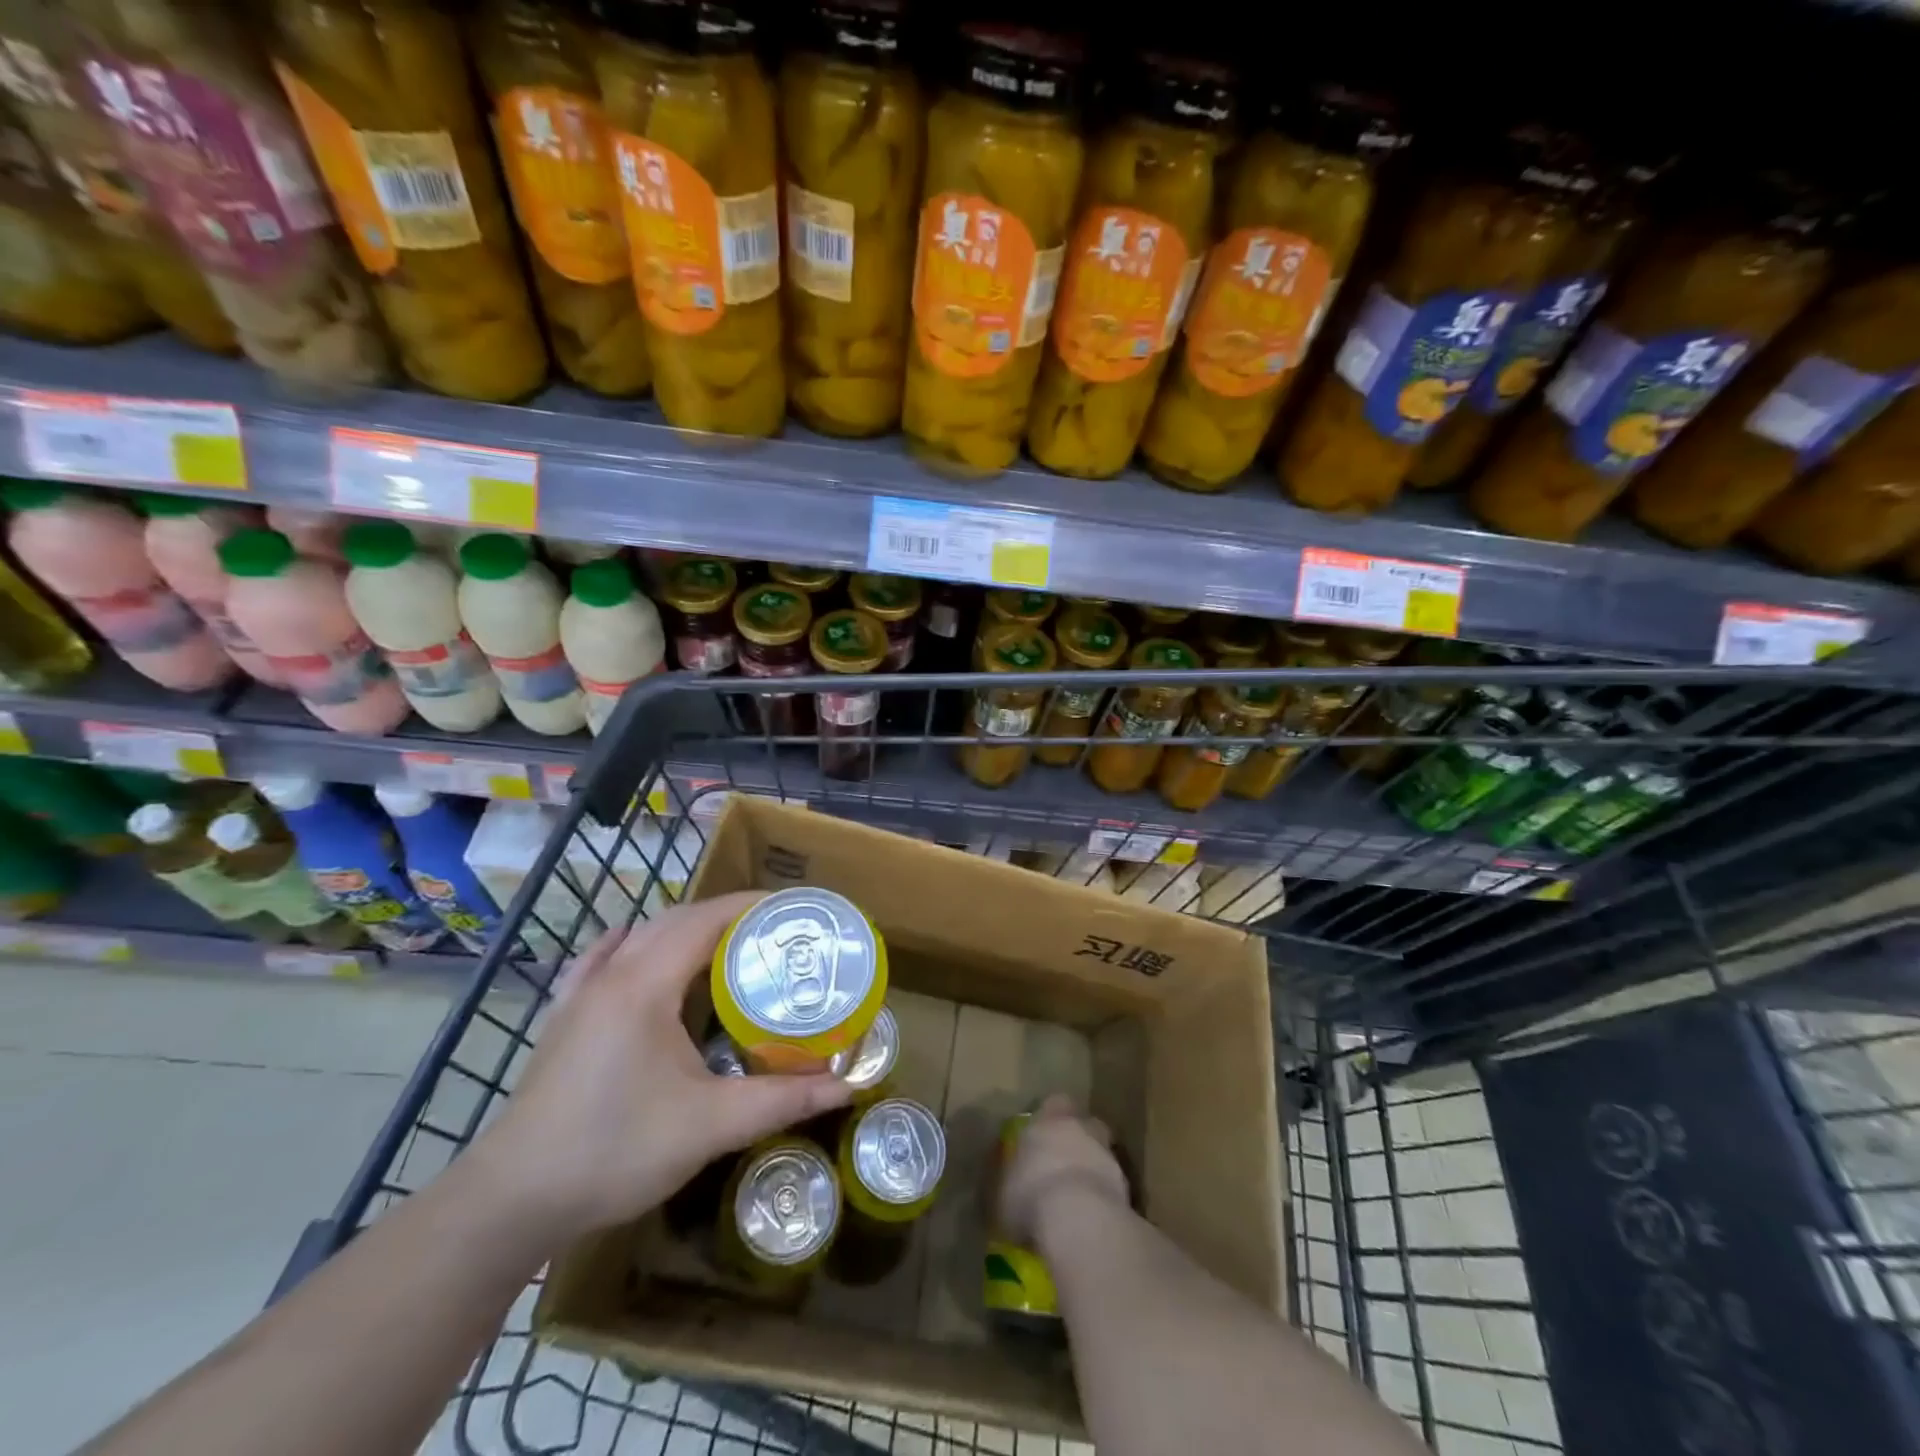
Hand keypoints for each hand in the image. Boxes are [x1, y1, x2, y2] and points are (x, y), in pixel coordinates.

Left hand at [467, 891, 851, 1244]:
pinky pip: (601, 960)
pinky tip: (633, 948)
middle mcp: (612, 975)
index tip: (794, 910)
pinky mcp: (563, 1019)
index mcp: (646, 984)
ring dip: (684, 929)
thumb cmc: (615, 1150)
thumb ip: (783, 1099)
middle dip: (726, 915)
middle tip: (773, 933)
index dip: (751, 906)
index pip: (706, 919)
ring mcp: (581, 995)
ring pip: (640, 936)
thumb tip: (848, 1085)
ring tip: (726, 945)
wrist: (512, 1200)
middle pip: (676, 920)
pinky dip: (630, 944)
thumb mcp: (711, 1125)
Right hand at [997, 1094, 1129, 1251]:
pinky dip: (1103, 1198)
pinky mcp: (1127, 1188)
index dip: (1050, 1119)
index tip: (1042, 1137)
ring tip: (1076, 1200)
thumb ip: (1009, 1179)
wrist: (1079, 1221)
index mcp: (1048, 1120)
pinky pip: (1111, 1187)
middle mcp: (1081, 1129)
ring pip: (1101, 1155)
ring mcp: (1108, 1156)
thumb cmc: (1030, 1197)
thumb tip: (1009, 1184)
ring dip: (1092, 1171)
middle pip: (1084, 1125)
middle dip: (1076, 1142)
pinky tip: (1090, 1220)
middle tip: (1062, 1165)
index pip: (1054, 1103)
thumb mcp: (1002, 1191)